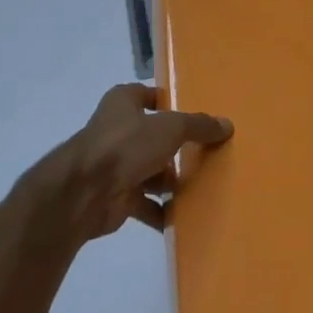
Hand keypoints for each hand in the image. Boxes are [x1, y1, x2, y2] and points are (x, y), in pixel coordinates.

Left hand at [39, 84, 232, 240]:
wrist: (85, 193)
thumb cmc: (126, 145)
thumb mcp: (170, 128)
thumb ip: (198, 126)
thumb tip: (226, 124)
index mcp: (123, 102)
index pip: (151, 96)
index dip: (172, 104)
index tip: (198, 118)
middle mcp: (118, 130)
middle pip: (154, 136)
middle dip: (177, 148)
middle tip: (209, 154)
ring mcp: (116, 165)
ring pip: (151, 171)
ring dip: (171, 181)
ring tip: (204, 186)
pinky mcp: (117, 196)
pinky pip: (146, 204)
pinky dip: (162, 210)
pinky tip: (185, 216)